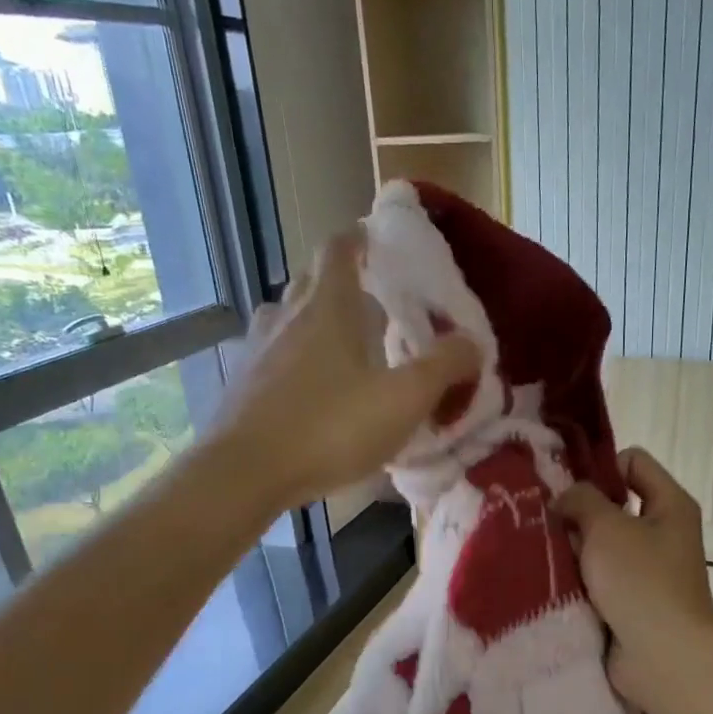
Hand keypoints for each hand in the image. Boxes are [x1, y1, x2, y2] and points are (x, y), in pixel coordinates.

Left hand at [211, 229, 480, 509]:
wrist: (244, 474)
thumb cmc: (329, 429)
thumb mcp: (403, 400)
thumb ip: (443, 368)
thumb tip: (472, 343)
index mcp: (326, 307)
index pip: (339, 249)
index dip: (360, 239)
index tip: (379, 244)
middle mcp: (285, 316)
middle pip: (311, 281)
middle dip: (341, 283)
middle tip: (374, 303)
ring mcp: (256, 350)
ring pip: (288, 319)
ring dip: (315, 322)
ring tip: (343, 348)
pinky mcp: (240, 386)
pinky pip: (273, 357)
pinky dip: (295, 360)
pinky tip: (311, 392)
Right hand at [556, 449, 712, 708]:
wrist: (662, 657)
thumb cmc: (641, 581)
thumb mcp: (608, 527)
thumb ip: (581, 499)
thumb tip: (564, 498)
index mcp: (669, 505)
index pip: (633, 461)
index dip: (599, 465)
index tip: (564, 484)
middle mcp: (660, 533)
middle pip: (611, 505)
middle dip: (576, 510)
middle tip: (540, 518)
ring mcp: (644, 570)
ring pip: (598, 544)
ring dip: (570, 547)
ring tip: (536, 548)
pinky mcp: (627, 601)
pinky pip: (595, 577)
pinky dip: (574, 578)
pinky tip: (545, 577)